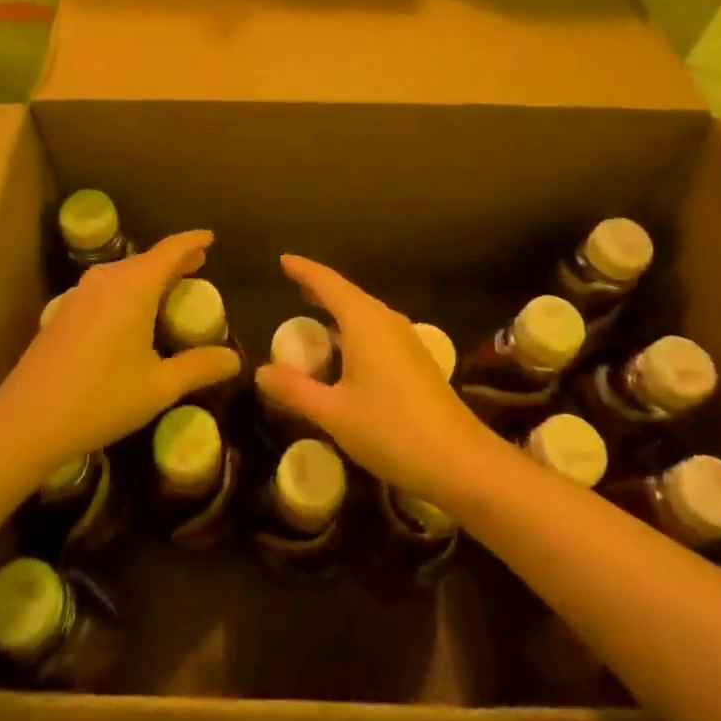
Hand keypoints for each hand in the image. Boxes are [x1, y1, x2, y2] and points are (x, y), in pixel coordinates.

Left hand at [0, 230, 241, 471]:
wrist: (26, 419)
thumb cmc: (100, 398)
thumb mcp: (158, 387)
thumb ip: (198, 367)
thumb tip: (235, 360)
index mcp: (134, 286)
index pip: (170, 250)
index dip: (192, 241)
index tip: (210, 237)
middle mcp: (107, 279)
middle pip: (146, 259)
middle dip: (173, 260)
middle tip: (197, 264)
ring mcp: (80, 293)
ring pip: (124, 273)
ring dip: (149, 275)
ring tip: (168, 287)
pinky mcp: (64, 311)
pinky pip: (106, 288)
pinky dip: (127, 290)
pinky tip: (130, 314)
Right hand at [255, 255, 496, 508]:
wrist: (459, 461)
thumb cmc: (391, 430)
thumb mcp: (334, 413)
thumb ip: (295, 390)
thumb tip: (261, 371)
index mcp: (364, 322)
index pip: (328, 283)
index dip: (304, 270)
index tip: (283, 259)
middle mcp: (386, 321)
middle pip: (348, 294)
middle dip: (320, 289)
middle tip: (293, 286)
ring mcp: (405, 339)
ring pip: (364, 313)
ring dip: (338, 311)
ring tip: (314, 315)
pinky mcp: (416, 359)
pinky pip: (376, 330)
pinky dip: (353, 330)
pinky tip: (345, 352)